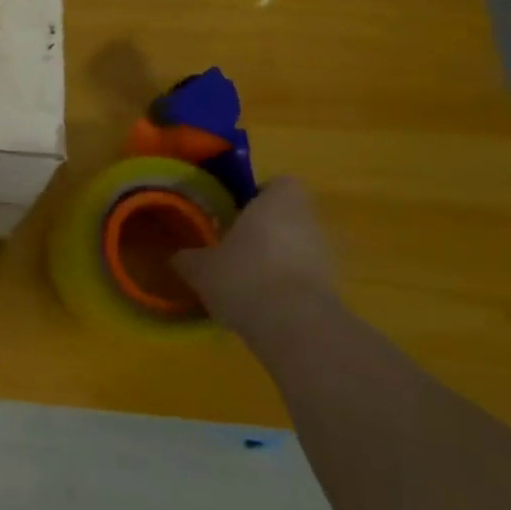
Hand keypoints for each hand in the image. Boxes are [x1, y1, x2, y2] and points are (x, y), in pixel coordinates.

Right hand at [171, 176, 336, 332]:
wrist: (294, 326)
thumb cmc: (243, 276)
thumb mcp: (199, 267)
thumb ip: (188, 257)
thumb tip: (179, 256)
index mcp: (277, 203)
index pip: (279, 183)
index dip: (259, 194)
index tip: (235, 211)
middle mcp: (307, 221)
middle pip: (288, 215)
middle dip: (264, 228)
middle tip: (232, 244)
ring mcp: (325, 255)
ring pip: (297, 245)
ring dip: (275, 256)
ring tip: (244, 276)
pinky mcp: (331, 286)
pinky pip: (303, 274)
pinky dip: (285, 282)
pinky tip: (260, 300)